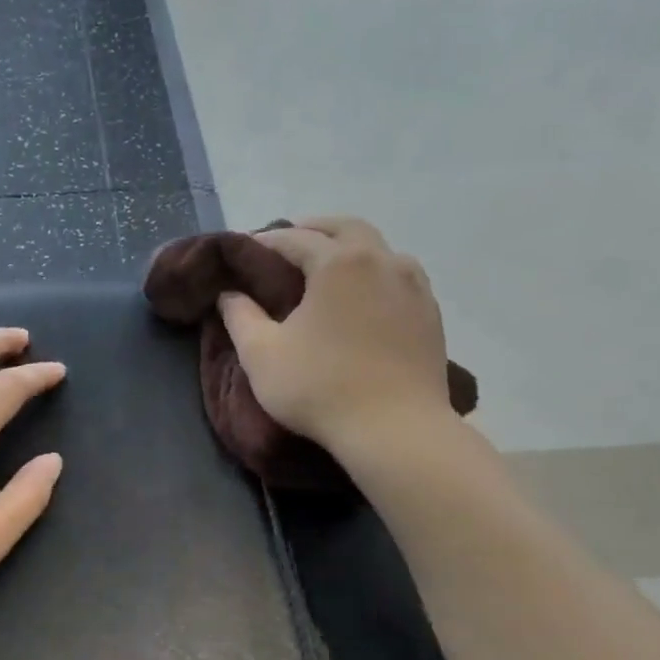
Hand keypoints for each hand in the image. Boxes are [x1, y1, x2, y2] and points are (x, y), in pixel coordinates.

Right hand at [218, 217, 452, 453]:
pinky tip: (363, 297)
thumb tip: (229, 293)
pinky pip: (399, 277)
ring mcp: (413, 286)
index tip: (246, 248)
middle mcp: (381, 261)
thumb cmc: (320, 387)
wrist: (395, 430)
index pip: (296, 238)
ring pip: (379, 249)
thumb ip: (240, 316)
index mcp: (338, 263)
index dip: (267, 241)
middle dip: (314, 230)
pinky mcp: (430, 313)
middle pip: (345, 228)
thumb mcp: (261, 354)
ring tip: (327, 268)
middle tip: (288, 245)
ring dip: (349, 248)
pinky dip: (374, 274)